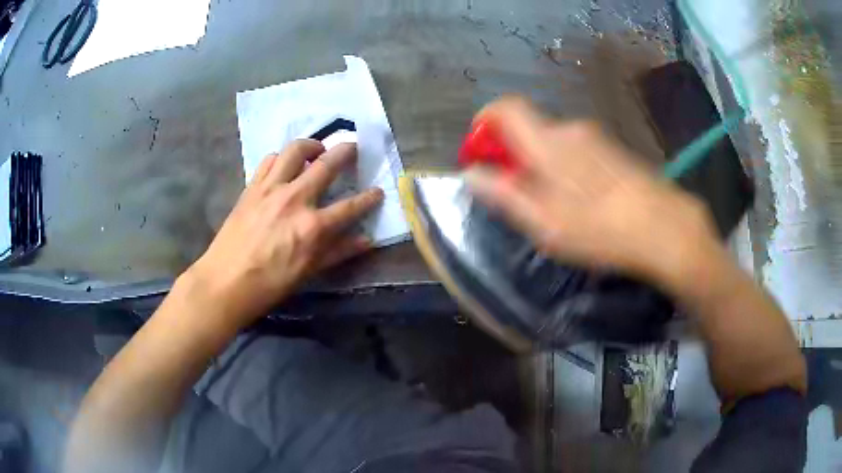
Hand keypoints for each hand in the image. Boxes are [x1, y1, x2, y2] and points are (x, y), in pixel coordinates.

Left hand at [185, 140, 383, 327]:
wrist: (226, 281)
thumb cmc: (269, 284)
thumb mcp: (308, 272)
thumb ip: (338, 252)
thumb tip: (367, 240)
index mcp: (312, 226)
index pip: (350, 207)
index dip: (369, 198)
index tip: (378, 191)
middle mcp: (295, 199)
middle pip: (327, 164)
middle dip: (346, 151)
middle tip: (353, 147)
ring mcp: (271, 189)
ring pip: (295, 150)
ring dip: (311, 145)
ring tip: (317, 151)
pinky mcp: (252, 187)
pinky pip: (269, 160)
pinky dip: (282, 157)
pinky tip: (284, 165)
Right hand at [465, 97, 721, 292]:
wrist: (664, 226)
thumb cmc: (599, 228)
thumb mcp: (543, 222)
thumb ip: (503, 194)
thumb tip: (470, 173)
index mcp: (548, 141)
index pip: (505, 108)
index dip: (485, 123)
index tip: (481, 153)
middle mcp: (570, 129)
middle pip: (529, 127)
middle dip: (514, 153)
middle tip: (516, 193)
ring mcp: (596, 138)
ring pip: (554, 141)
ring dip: (541, 163)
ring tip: (551, 204)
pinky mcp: (613, 151)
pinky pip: (577, 150)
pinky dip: (565, 167)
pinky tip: (581, 200)